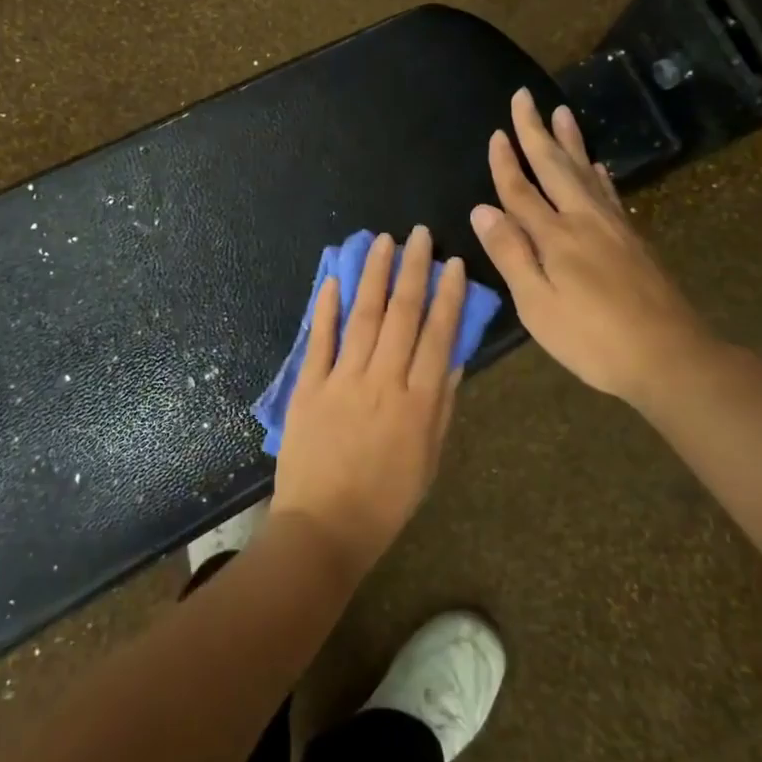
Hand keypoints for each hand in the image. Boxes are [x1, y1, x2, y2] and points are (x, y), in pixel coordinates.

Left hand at [272, 227, 467, 577]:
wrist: (324, 527)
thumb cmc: (386, 500)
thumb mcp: (429, 459)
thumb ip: (441, 405)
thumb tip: (453, 356)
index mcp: (418, 402)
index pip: (438, 335)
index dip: (448, 296)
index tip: (452, 264)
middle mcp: (383, 381)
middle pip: (402, 315)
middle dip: (412, 270)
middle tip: (418, 234)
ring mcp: (342, 380)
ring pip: (362, 316)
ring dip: (373, 275)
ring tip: (382, 242)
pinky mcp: (308, 386)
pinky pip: (320, 340)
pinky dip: (327, 309)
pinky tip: (335, 279)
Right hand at [470, 88, 721, 406]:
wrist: (670, 356)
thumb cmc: (592, 339)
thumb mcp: (538, 305)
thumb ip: (510, 254)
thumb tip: (482, 209)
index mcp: (556, 236)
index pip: (521, 191)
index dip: (505, 163)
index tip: (495, 133)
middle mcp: (585, 220)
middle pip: (555, 168)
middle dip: (536, 132)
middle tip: (525, 97)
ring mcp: (614, 228)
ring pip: (585, 172)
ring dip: (570, 142)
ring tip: (561, 113)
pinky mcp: (633, 240)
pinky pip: (610, 194)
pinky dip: (598, 174)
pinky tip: (596, 166)